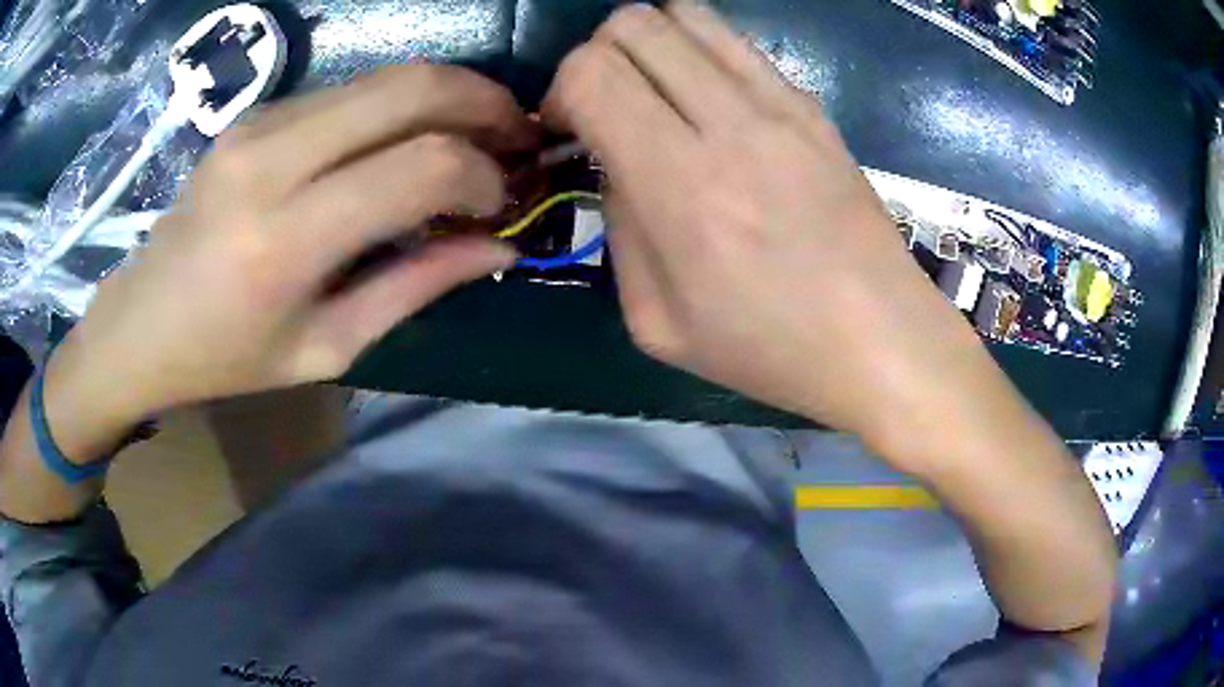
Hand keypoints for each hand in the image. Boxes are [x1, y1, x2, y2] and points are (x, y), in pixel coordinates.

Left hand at [54, 64, 536, 429]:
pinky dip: (400, 105)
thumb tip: (499, 248)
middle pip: (412, 87)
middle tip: (518, 137)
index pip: (421, 166)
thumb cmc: (225, 357)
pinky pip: (352, 90)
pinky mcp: (257, 113)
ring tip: (477, 135)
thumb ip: (416, 287)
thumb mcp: (326, 347)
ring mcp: (261, 123)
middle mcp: (272, 159)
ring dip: (450, 96)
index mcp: (285, 239)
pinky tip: (407, 140)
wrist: (141, 321)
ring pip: (388, 75)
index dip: (484, 175)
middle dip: (487, 103)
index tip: (503, 202)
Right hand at [543, 2, 991, 445]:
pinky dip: (700, 51)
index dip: (562, 92)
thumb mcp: (658, 324)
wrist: (882, 341)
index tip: (570, 132)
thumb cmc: (772, 351)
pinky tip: (707, 100)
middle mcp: (731, 123)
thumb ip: (620, 229)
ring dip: (650, 43)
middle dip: (598, 56)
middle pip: (633, 24)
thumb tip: (616, 165)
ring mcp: (781, 105)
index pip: (592, 73)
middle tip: (607, 107)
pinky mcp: (812, 105)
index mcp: (682, 186)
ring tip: (655, 93)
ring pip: (686, 14)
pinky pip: (736, 42)